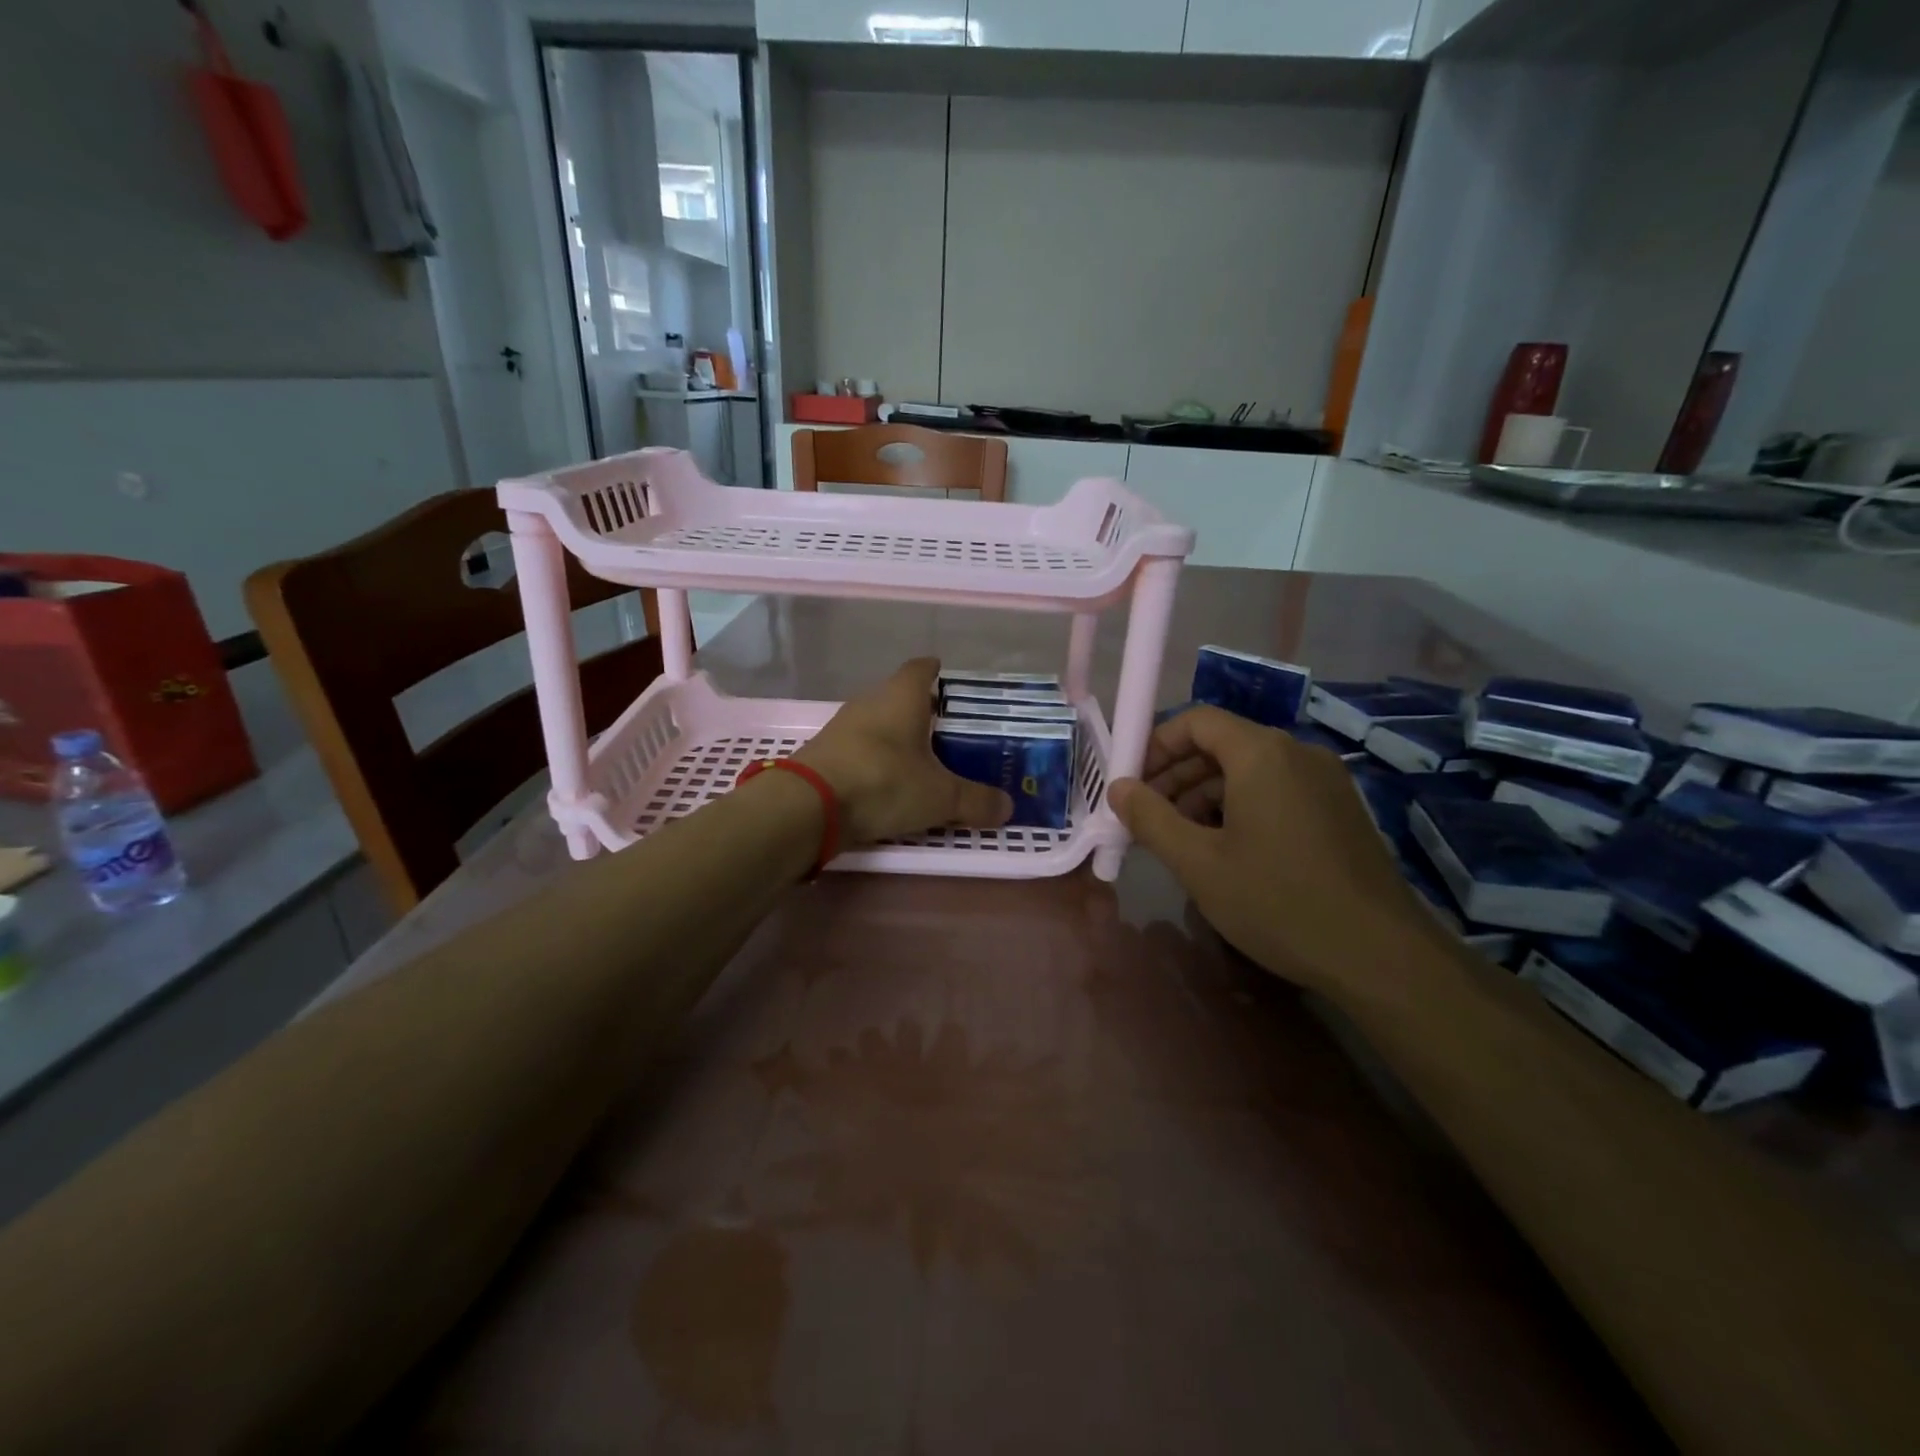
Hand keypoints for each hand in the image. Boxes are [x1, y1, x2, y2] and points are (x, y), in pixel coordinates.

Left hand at [796, 658, 1013, 846]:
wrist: (808, 806)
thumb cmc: (883, 782)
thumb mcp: (940, 796)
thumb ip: (976, 800)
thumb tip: (1008, 807)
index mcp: (902, 695)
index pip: (922, 668)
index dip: (938, 673)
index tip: (952, 685)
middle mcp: (870, 701)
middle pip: (901, 696)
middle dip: (923, 712)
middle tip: (950, 734)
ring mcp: (843, 726)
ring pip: (879, 722)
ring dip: (898, 738)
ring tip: (923, 761)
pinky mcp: (825, 752)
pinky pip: (860, 747)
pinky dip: (877, 759)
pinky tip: (889, 782)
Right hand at [1107, 706, 1438, 992]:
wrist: (1380, 955)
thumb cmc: (1278, 901)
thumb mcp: (1199, 863)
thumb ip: (1150, 818)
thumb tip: (1118, 787)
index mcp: (1262, 754)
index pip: (1197, 720)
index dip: (1156, 744)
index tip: (1131, 782)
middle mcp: (1297, 753)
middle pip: (1223, 743)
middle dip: (1177, 774)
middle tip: (1147, 816)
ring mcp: (1325, 781)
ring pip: (1249, 770)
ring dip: (1205, 794)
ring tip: (1179, 838)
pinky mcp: (1339, 809)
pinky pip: (1276, 790)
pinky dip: (1240, 807)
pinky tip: (1224, 849)